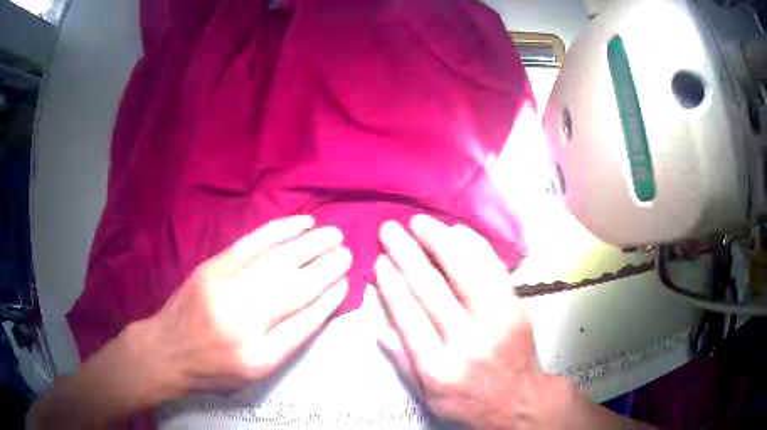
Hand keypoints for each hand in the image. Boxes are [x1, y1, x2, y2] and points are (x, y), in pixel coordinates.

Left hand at [141, 215, 351, 394]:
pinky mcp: (211, 267)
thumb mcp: (254, 374)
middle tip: (348, 253)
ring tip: (333, 234)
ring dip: (310, 245)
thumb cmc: (213, 369)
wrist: (166, 351)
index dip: (329, 300)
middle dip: (327, 268)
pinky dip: (279, 231)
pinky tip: (300, 223)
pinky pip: (251, 243)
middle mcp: (243, 323)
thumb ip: (286, 343)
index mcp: (259, 358)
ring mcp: (224, 290)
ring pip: (276, 261)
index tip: (346, 283)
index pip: (305, 323)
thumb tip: (319, 306)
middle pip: (294, 289)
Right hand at [375, 215, 570, 428]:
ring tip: (420, 222)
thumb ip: (403, 363)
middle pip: (432, 289)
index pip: (409, 316)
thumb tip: (380, 327)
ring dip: (440, 241)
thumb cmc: (470, 403)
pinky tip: (459, 231)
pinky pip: (494, 271)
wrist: (522, 402)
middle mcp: (467, 341)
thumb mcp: (428, 398)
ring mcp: (497, 321)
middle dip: (407, 254)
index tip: (380, 261)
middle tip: (390, 230)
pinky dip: (476, 247)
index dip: (391, 284)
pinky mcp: (517, 309)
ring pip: (465, 272)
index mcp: (438, 367)